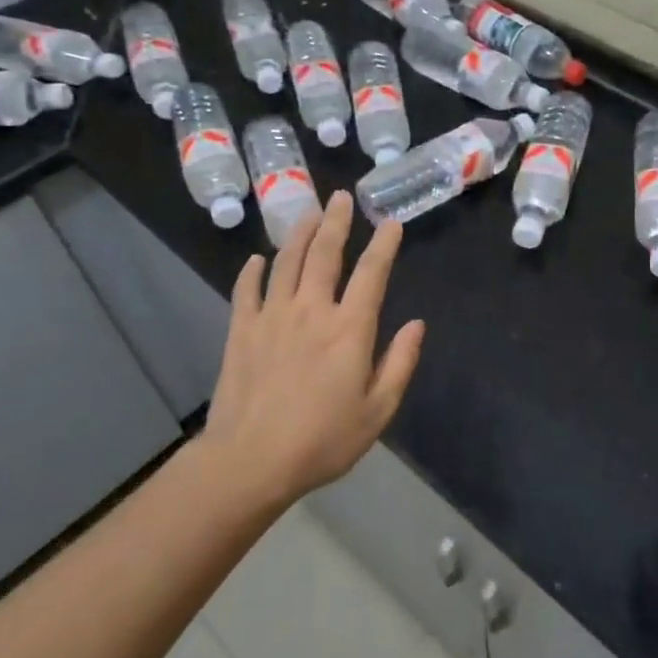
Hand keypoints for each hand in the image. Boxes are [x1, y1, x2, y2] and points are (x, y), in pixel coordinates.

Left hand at [199, 193, 424, 503]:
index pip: (372, 273)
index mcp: (349, 328)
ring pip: (286, 262)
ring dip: (299, 234)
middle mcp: (312, 310)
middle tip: (341, 196)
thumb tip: (416, 324)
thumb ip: (400, 363)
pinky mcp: (240, 331)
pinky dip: (253, 271)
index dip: (384, 245)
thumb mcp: (377, 411)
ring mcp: (272, 317)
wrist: (249, 462)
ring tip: (308, 212)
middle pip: (325, 254)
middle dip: (336, 221)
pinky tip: (258, 259)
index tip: (391, 223)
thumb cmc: (322, 440)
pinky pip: (247, 290)